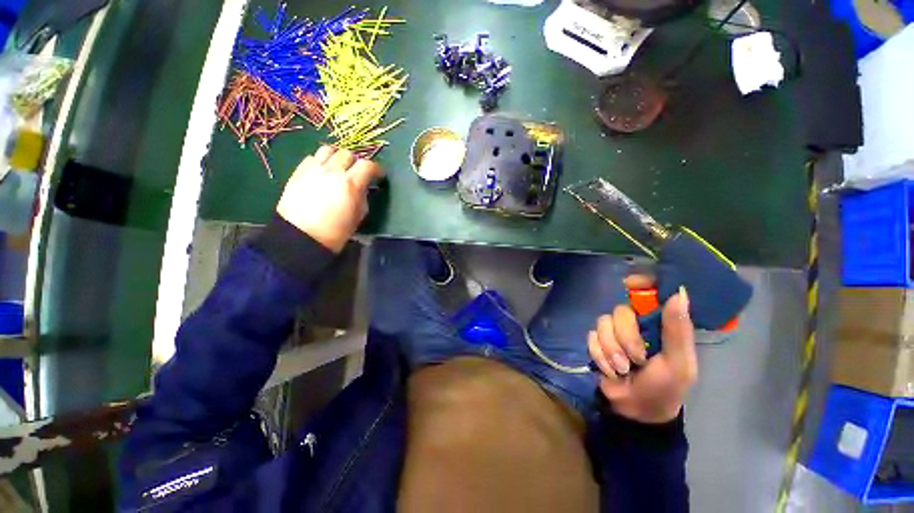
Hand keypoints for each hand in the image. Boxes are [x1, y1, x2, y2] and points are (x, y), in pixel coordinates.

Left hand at [277, 146, 382, 252]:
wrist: (302, 236)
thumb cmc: (336, 231)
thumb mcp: (359, 215)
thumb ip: (363, 197)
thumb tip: (363, 188)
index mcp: (351, 184)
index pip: (368, 166)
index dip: (376, 169)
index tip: (378, 175)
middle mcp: (333, 171)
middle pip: (347, 154)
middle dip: (355, 162)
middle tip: (357, 173)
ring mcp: (313, 169)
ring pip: (328, 150)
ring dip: (336, 157)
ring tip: (338, 168)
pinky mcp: (298, 171)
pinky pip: (312, 158)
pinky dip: (320, 162)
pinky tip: (321, 173)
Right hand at [587, 276, 697, 423]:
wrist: (637, 410)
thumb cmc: (666, 386)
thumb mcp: (679, 362)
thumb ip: (677, 330)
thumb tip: (679, 293)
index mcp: (658, 323)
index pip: (647, 291)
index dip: (639, 282)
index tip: (630, 283)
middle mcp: (634, 322)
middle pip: (619, 311)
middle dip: (626, 338)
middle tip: (637, 359)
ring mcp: (613, 332)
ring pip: (602, 324)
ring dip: (612, 350)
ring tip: (623, 369)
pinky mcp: (597, 342)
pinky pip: (591, 337)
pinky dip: (600, 356)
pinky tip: (610, 370)